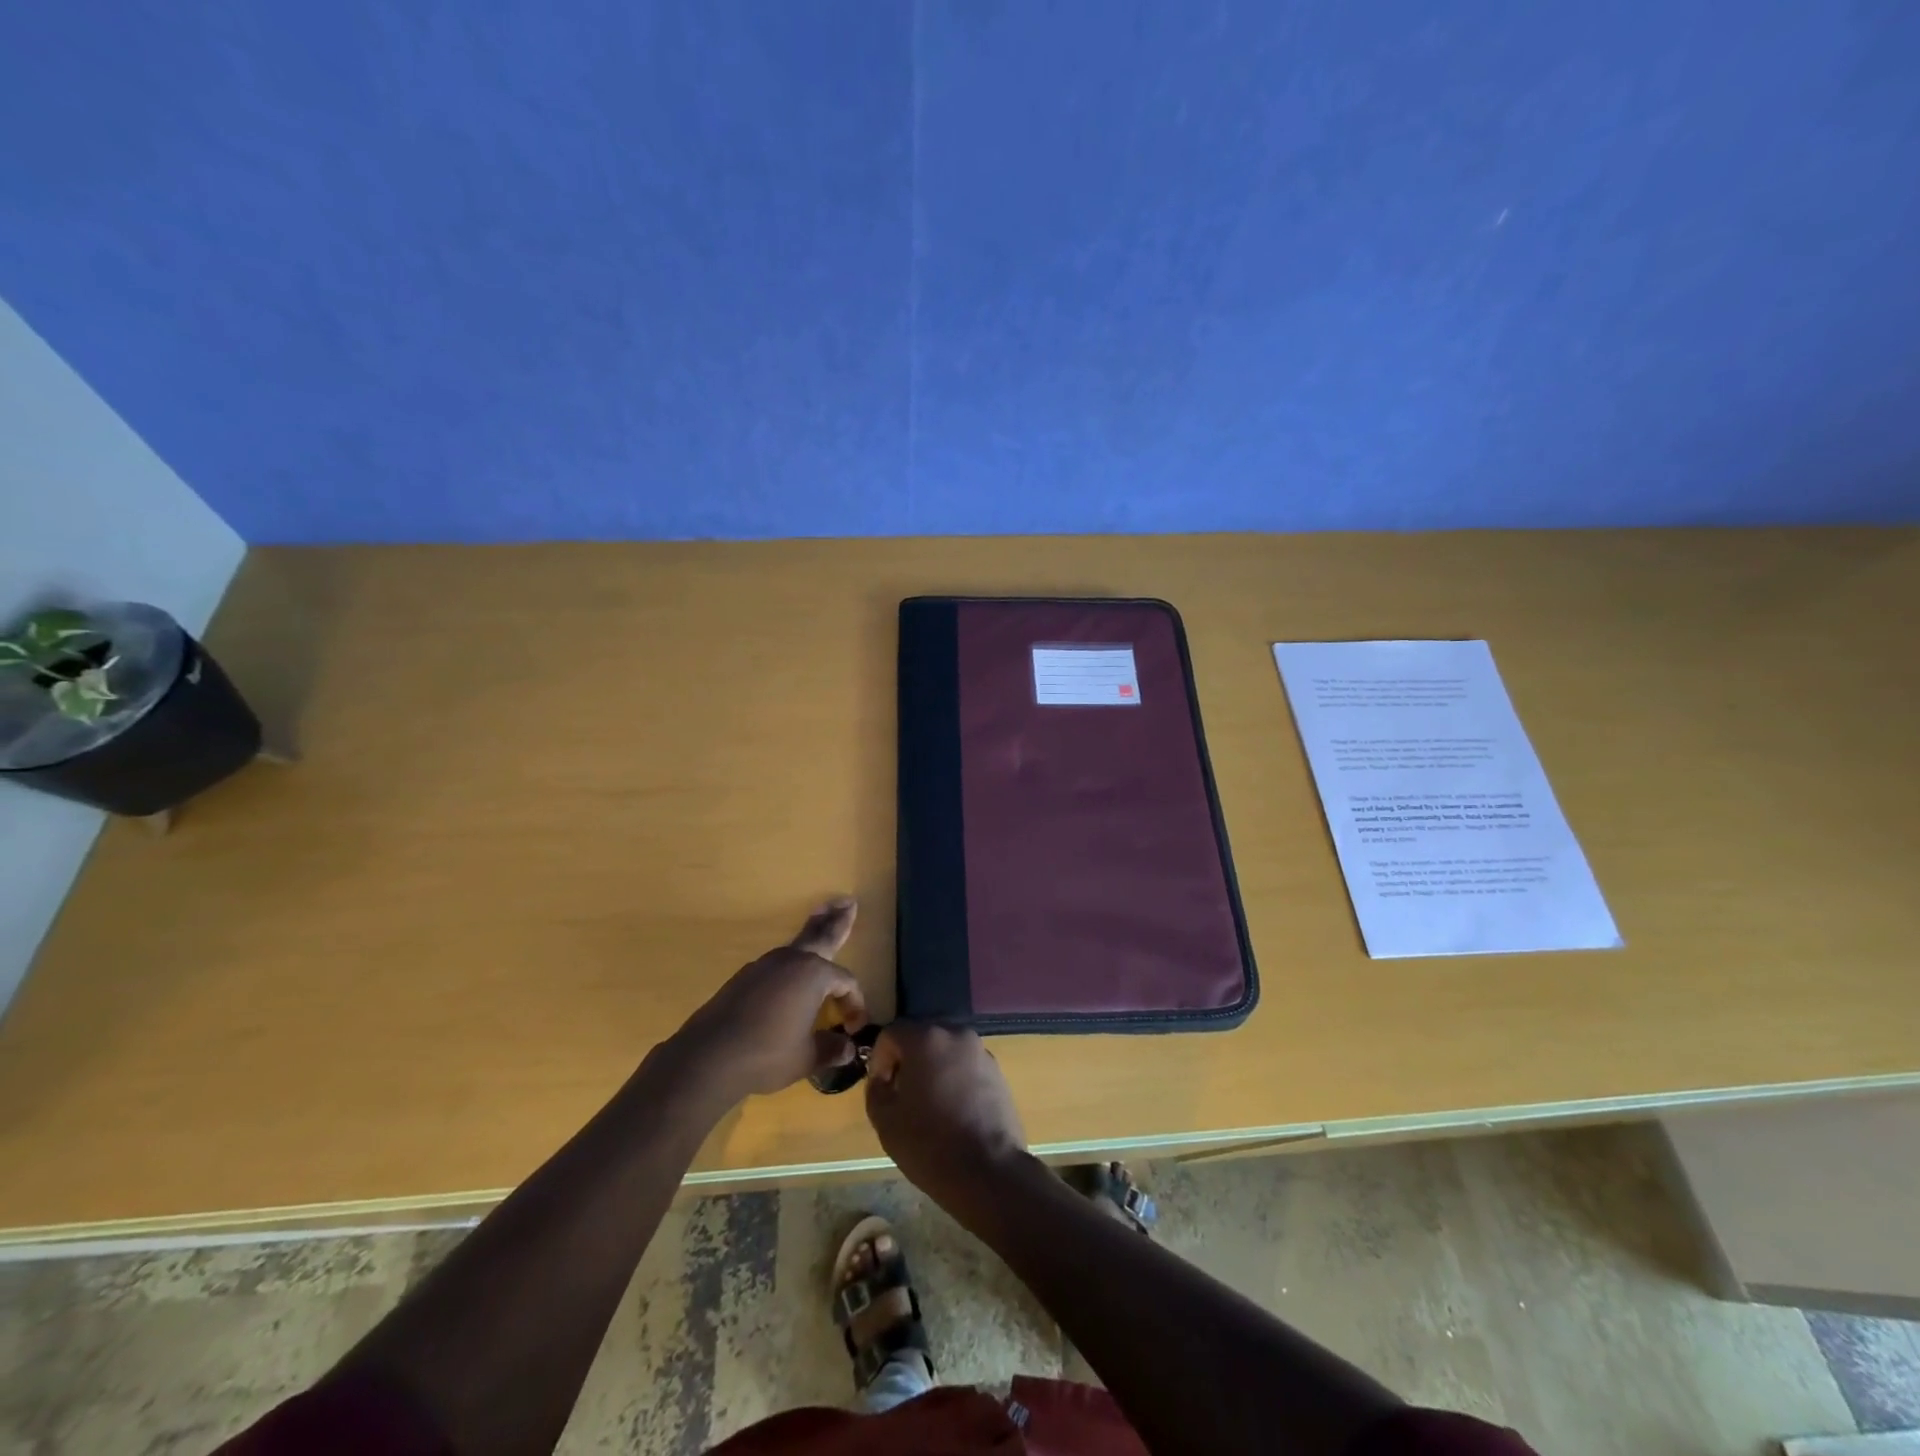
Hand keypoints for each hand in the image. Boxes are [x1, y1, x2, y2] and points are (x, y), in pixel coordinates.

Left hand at [675, 899, 868, 1099]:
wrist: (709, 1055)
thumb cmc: (767, 1053)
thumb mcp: (807, 1057)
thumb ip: (831, 1049)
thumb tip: (848, 1050)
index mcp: (814, 974)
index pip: (846, 982)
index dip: (854, 1003)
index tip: (854, 1027)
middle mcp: (791, 960)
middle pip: (821, 934)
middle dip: (837, 919)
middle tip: (849, 901)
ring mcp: (765, 965)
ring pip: (796, 945)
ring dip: (812, 934)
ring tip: (820, 921)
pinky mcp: (745, 977)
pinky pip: (777, 964)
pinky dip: (790, 963)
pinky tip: (789, 974)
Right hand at [865, 1024, 1027, 1217]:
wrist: (988, 1171)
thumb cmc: (930, 1144)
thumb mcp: (885, 1120)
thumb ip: (876, 1089)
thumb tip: (882, 1080)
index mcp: (926, 1038)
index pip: (892, 1033)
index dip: (879, 1059)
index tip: (881, 1088)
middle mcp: (956, 1034)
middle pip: (921, 1037)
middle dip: (907, 1061)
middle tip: (901, 1095)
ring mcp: (981, 1051)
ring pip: (945, 1051)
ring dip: (932, 1069)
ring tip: (928, 1105)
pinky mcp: (997, 1071)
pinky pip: (965, 1066)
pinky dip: (954, 1078)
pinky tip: (952, 1111)